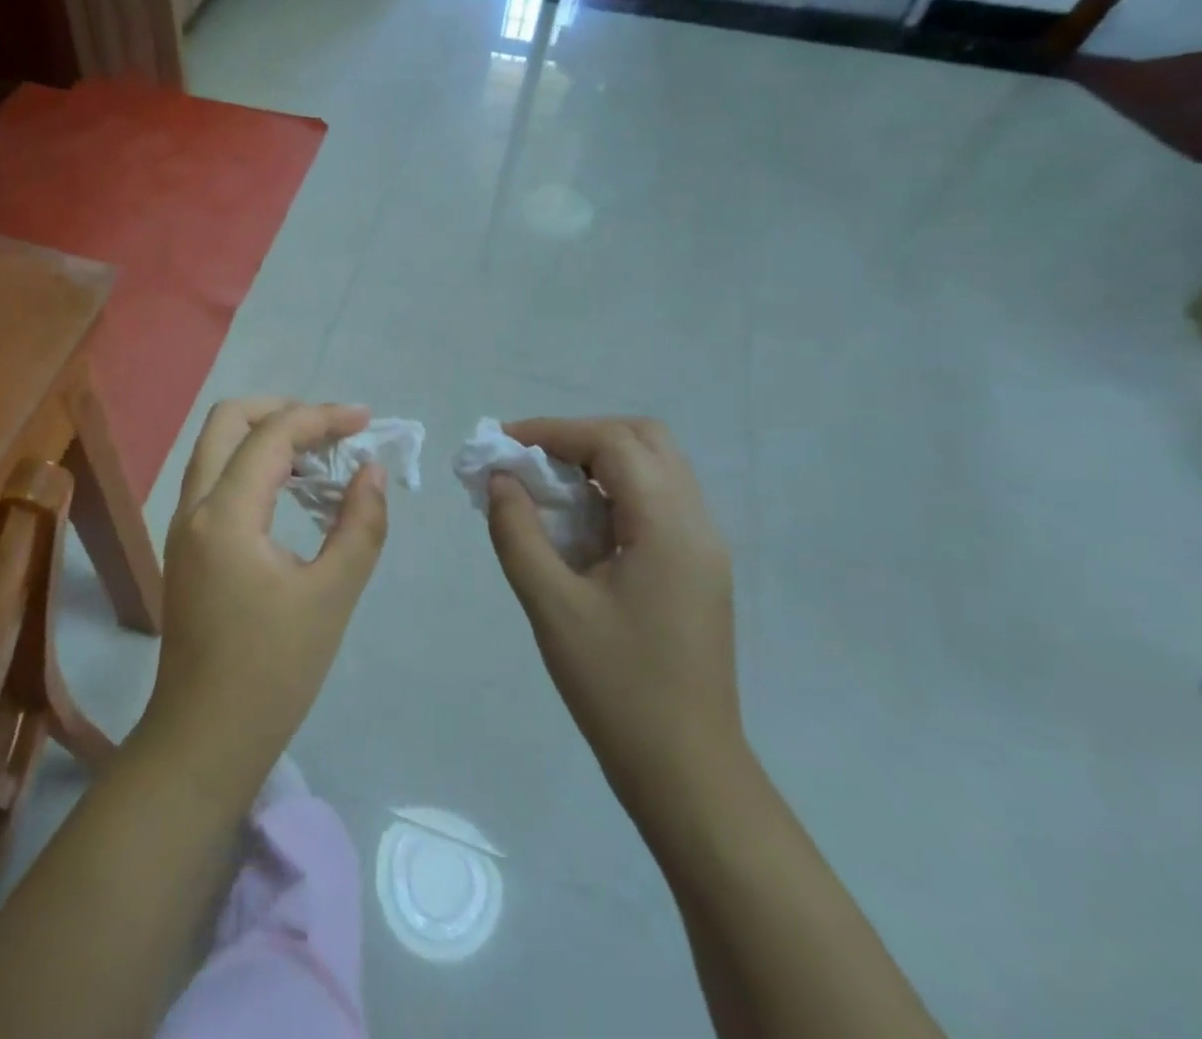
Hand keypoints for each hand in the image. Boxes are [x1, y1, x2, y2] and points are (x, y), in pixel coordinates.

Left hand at [134, 399, 389, 812]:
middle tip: (331, 428)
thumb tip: (371, 470)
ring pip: (215, 449)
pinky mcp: (186, 546)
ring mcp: (182, 526)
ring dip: (264, 437)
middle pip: (226, 422)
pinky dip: (251, 466)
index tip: (365, 420)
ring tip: (319, 456)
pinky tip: (291, 490)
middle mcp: (193, 506)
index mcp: (225, 514)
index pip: (271, 436)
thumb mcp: (331, 596)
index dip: (321, 418)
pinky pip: (215, 480)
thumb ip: (359, 525)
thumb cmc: (274, 671)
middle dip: (281, 411)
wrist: (205, 737)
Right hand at [485, 417, 743, 815]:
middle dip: (581, 438)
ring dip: (597, 463)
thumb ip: (518, 532)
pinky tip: (575, 524)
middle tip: (530, 462)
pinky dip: (612, 493)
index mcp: (669, 528)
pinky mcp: (695, 570)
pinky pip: (655, 504)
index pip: (614, 443)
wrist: (684, 770)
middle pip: (644, 440)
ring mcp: (702, 548)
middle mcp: (697, 525)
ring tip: (545, 488)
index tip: (502, 444)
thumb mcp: (551, 605)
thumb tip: (499, 480)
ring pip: (654, 469)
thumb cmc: (615, 686)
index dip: (554, 431)